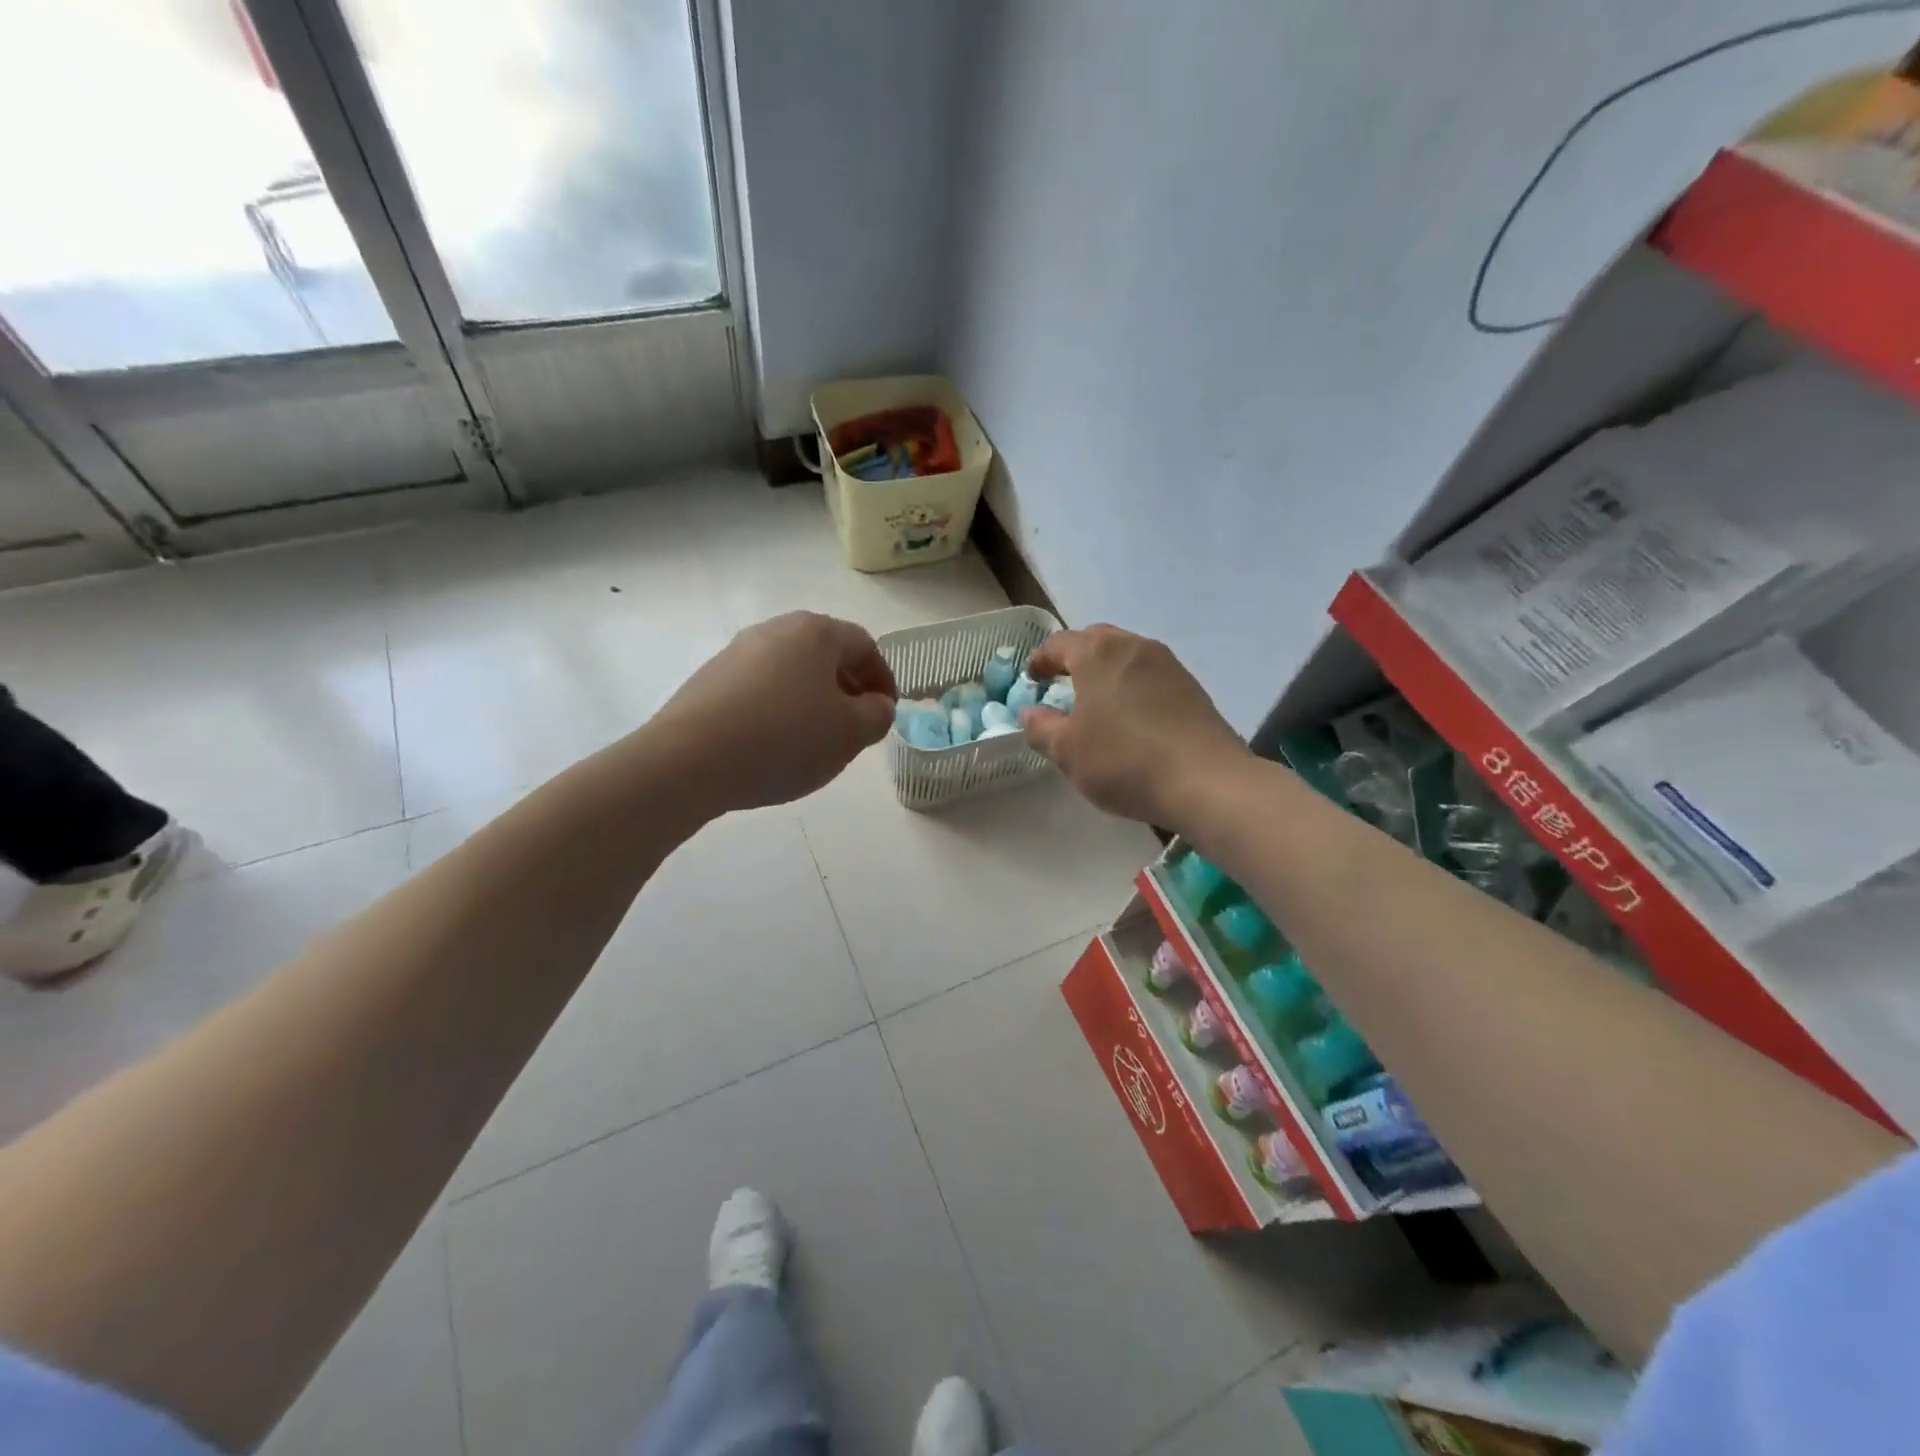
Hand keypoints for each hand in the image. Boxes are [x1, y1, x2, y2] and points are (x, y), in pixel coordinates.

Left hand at [652, 612, 896, 812]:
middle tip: (856, 725)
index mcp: (814, 632)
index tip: (886, 713)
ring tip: (816, 740)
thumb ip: (877, 715)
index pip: (864, 645)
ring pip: (791, 672)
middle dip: (848, 688)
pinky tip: (775, 744)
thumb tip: (875, 705)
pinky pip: (760, 689)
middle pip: (825, 654)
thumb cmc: (784, 739)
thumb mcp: (849, 733)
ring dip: (813, 699)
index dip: (884, 679)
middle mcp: (773, 630)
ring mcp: (736, 653)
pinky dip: (779, 709)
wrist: (688, 760)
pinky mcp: (709, 681)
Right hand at [1019, 624, 1251, 828]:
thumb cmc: (1124, 760)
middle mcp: (1133, 646)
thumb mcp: (1067, 751)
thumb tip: (1030, 712)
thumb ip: (1040, 727)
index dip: (1040, 660)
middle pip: (1095, 640)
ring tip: (1096, 701)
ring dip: (1105, 671)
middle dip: (1074, 658)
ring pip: (1126, 655)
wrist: (1206, 781)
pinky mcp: (1190, 686)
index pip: (1058, 644)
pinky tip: (1130, 716)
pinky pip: (1149, 675)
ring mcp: (1167, 664)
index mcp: (1097, 653)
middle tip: (1061, 684)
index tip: (1032, 679)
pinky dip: (1131, 685)